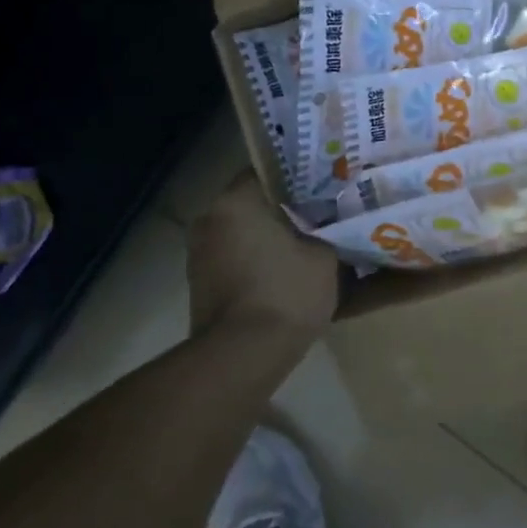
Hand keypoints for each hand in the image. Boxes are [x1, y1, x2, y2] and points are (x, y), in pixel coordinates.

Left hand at [187, 173, 339, 333]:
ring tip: (305, 244)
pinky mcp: (199, 284)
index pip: (269, 172)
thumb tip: (327, 227)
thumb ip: (325, 232)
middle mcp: (209, 218)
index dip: (299, 179)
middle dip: (284, 210)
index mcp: (236, 201)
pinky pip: (234, 259)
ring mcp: (199, 253)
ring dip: (268, 237)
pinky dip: (256, 261)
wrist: (243, 356)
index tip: (323, 187)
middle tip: (319, 214)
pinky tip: (284, 272)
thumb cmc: (286, 293)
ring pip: (242, 232)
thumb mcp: (325, 257)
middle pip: (253, 203)